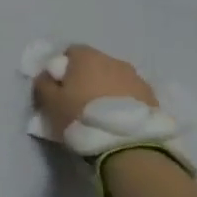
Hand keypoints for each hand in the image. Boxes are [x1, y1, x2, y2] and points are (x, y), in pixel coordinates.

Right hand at [33, 44, 157, 137]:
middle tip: (79, 101)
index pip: (71, 52)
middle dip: (86, 77)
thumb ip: (43, 84)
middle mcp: (114, 60)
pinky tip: (118, 119)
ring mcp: (137, 78)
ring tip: (101, 113)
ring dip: (107, 89)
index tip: (59, 87)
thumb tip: (46, 75)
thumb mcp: (50, 102)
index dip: (62, 68)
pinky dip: (123, 102)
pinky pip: (131, 94)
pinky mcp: (153, 97)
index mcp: (87, 57)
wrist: (128, 144)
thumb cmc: (81, 117)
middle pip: (95, 64)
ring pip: (115, 78)